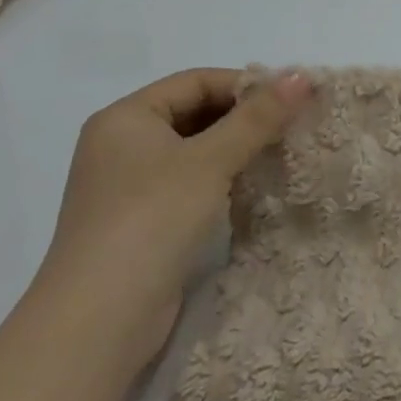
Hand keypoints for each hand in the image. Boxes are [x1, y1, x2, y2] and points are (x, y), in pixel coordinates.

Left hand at [36, 69, 312, 369]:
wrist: (97, 325)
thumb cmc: (151, 220)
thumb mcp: (211, 160)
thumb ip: (258, 117)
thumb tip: (303, 75)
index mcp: (125, 118)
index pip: (196, 82)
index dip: (244, 85)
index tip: (290, 98)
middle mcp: (121, 145)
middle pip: (195, 113)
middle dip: (244, 117)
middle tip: (292, 124)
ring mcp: (128, 187)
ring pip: (194, 150)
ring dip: (236, 149)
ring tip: (281, 152)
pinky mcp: (141, 223)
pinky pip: (189, 183)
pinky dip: (221, 179)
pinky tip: (254, 186)